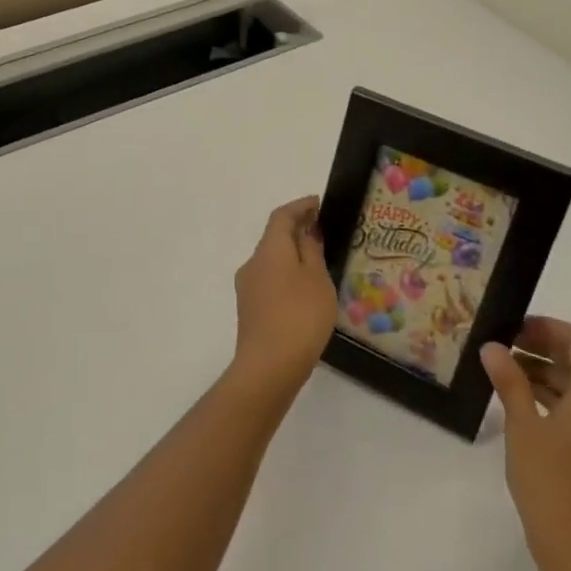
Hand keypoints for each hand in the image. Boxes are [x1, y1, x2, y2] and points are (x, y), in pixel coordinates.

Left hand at [230, 196, 336, 399]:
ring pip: (271, 261)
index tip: (319, 204)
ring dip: (291, 256)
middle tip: (322, 233)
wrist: (269, 366)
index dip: (301, 206)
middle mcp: (253, 263)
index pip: (282, 216)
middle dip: (297, 231)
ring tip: (318, 264)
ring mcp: (247, 288)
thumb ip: (312, 251)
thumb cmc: (300, 315)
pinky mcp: (249, 310)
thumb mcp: (317, 278)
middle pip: (274, 238)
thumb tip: (307, 233)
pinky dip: (286, 276)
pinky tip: (304, 292)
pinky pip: (270, 281)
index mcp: (269, 249)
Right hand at [482, 317, 570, 570]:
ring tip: (505, 370)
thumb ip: (509, 381)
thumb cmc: (548, 479)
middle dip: (545, 349)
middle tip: (505, 345)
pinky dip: (553, 398)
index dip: (550, 328)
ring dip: (546, 374)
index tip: (516, 327)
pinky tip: (521, 403)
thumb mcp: (522, 425)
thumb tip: (493, 347)